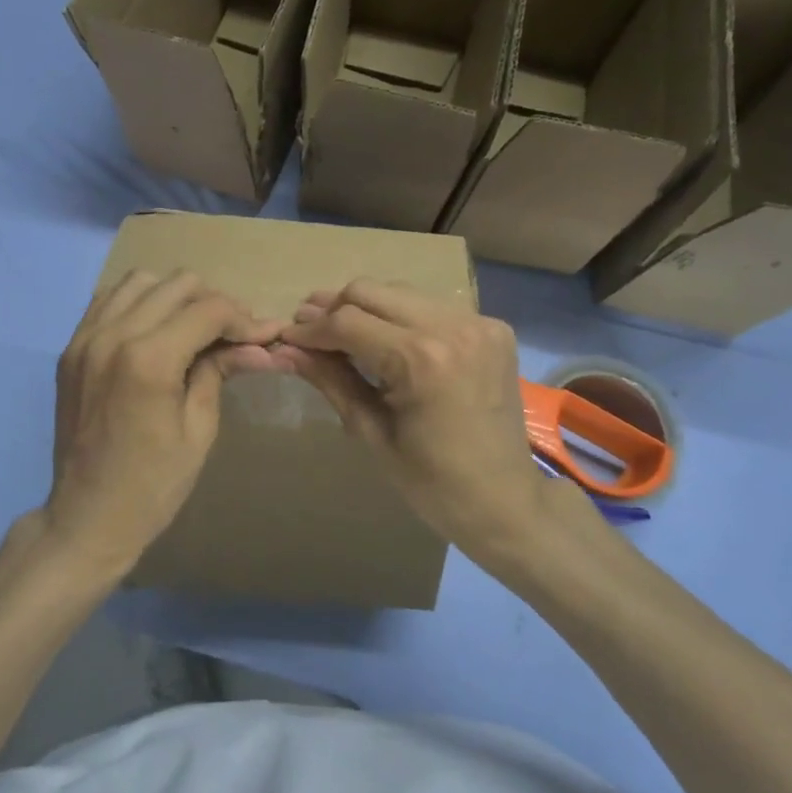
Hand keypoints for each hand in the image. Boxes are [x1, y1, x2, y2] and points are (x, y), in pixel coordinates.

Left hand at [45, 269, 283, 579]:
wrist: (87, 517)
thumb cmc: (153, 485)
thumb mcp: (199, 430)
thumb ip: (221, 372)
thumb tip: (263, 345)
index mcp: (148, 360)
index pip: (209, 310)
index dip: (244, 319)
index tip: (265, 335)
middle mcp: (113, 335)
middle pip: (177, 285)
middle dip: (214, 304)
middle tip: (233, 335)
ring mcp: (85, 338)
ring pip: (140, 281)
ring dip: (174, 296)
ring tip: (193, 328)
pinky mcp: (71, 348)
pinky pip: (108, 300)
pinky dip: (138, 303)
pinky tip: (155, 330)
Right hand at [276, 280, 570, 566]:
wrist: (507, 501)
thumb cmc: (432, 483)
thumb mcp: (371, 432)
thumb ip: (330, 380)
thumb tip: (285, 349)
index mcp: (421, 360)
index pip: (347, 322)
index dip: (310, 329)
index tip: (286, 338)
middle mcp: (451, 326)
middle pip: (370, 291)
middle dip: (334, 309)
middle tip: (309, 331)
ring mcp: (477, 322)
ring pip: (400, 292)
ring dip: (366, 308)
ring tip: (342, 333)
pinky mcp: (492, 327)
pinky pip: (431, 306)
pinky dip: (402, 317)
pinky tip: (388, 340)